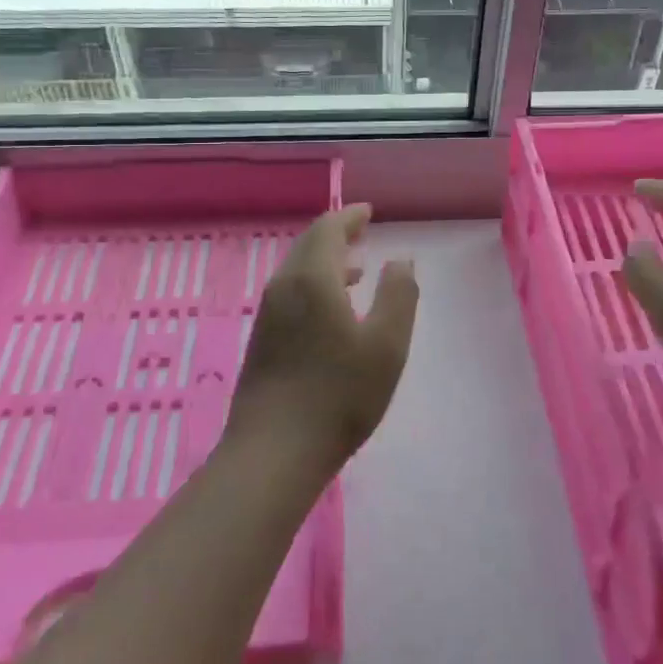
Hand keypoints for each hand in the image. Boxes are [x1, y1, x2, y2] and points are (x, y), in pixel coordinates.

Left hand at [227, 204, 418, 476]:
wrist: (274, 452)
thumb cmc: (339, 395)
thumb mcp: (387, 345)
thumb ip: (399, 295)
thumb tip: (400, 260)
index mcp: (313, 279)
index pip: (328, 230)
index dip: (349, 217)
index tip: (368, 212)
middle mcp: (284, 287)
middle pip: (308, 246)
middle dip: (336, 235)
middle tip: (361, 231)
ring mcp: (268, 315)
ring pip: (297, 271)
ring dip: (325, 261)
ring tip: (355, 269)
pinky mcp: (262, 340)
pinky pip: (290, 294)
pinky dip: (313, 285)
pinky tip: (331, 311)